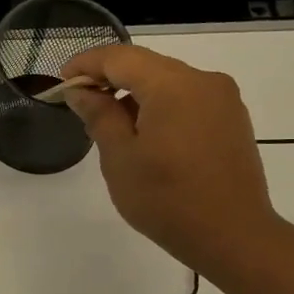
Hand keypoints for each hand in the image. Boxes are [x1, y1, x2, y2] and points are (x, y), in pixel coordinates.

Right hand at [58, 44, 281, 272]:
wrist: (232, 236)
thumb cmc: (166, 198)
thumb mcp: (120, 157)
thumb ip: (98, 115)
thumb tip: (81, 91)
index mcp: (173, 85)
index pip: (120, 57)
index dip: (86, 65)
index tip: (61, 83)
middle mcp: (203, 81)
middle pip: (145, 65)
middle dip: (109, 79)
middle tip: (79, 104)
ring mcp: (222, 100)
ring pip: (166, 82)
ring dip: (133, 94)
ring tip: (108, 126)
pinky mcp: (230, 119)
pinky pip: (186, 99)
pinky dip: (158, 106)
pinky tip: (143, 135)